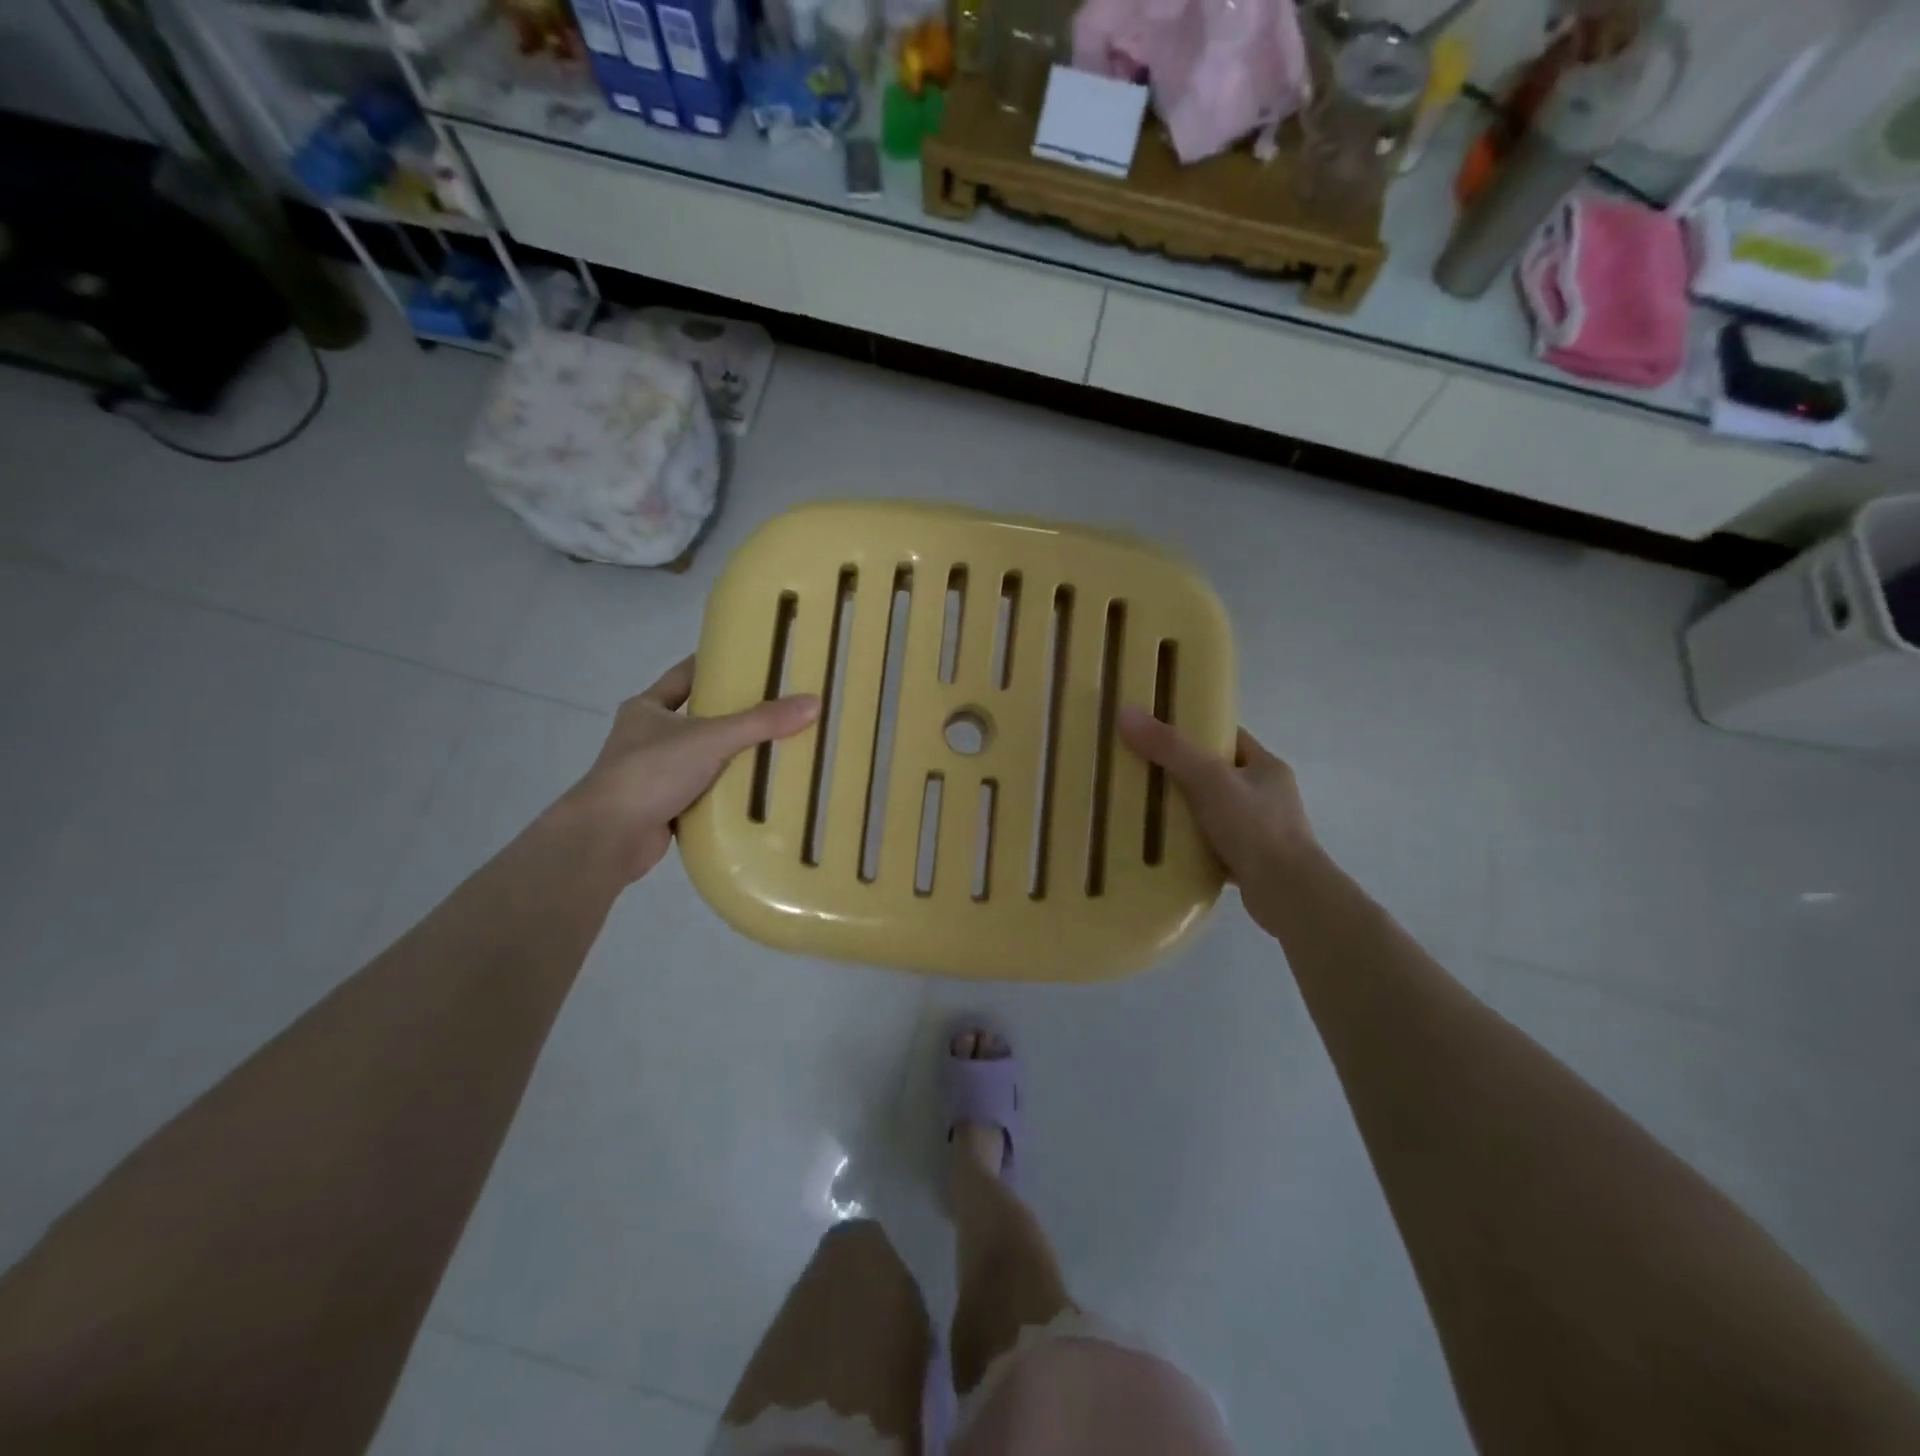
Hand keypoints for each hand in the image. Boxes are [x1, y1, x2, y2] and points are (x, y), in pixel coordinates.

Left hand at [558, 656, 818, 882]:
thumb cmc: (651, 771)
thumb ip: (761, 721)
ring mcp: (654, 774)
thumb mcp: (711, 737)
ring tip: (779, 749)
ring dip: (733, 757)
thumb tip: (813, 702)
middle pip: (700, 718)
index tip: (754, 662)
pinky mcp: (664, 807)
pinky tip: (759, 791)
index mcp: (648, 708)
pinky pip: (704, 792)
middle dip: (736, 715)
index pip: (686, 675)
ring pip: (704, 758)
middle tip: (780, 708)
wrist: (609, 836)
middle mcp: (648, 737)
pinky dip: (727, 792)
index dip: (717, 666)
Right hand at [1117, 706, 1318, 936]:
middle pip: (1216, 774)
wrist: (1287, 895)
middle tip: (1141, 771)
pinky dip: (1189, 844)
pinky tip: (1163, 847)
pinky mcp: (1250, 862)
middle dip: (1181, 773)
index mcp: (1266, 767)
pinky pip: (1211, 844)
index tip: (1158, 733)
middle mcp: (1267, 795)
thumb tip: (1126, 714)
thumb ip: (1169, 748)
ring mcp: (1260, 831)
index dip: (1194, 731)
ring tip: (1144, 810)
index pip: (1227, 737)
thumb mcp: (1208, 778)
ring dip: (1184, 811)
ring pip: (1212, 811)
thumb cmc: (1254, 827)